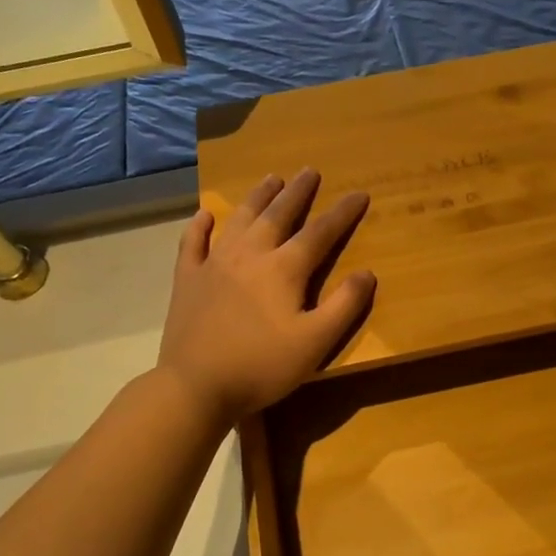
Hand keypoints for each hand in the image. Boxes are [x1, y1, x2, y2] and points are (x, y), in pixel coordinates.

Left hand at [157, 169, 374, 423]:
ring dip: (257, 196)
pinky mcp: (188, 279)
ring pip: (240, 219)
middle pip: (278, 214)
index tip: (359, 193)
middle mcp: (250, 255)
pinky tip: (206, 215)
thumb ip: (344, 306)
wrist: (196, 385)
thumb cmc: (262, 366)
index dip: (342, 213)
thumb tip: (367, 273)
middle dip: (297, 192)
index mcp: (284, 269)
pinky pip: (193, 243)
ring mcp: (214, 263)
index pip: (320, 232)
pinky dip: (200, 225)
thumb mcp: (315, 342)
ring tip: (271, 178)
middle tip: (310, 170)